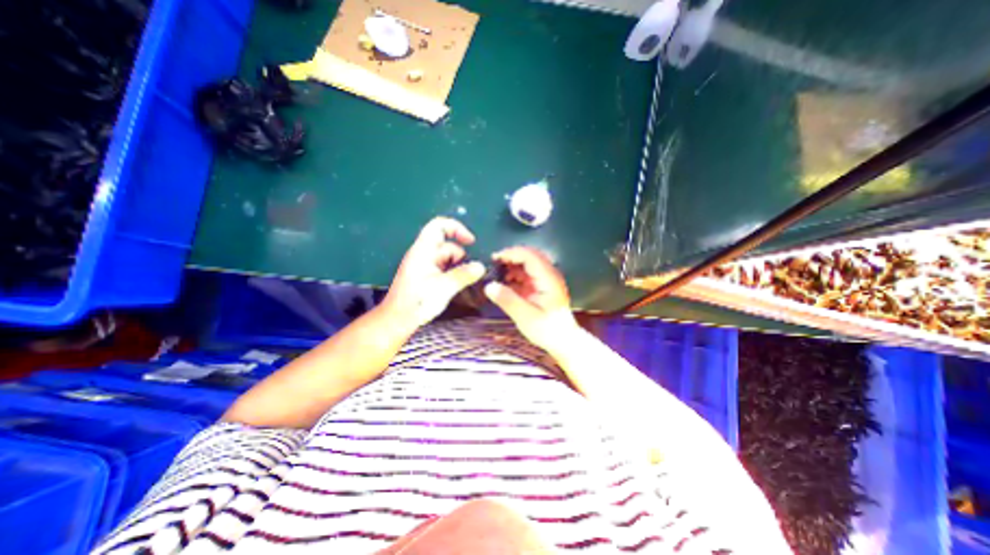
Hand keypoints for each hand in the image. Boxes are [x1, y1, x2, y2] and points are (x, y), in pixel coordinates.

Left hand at [380, 217, 485, 329]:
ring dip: (458, 268)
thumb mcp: (444, 287)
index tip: (471, 242)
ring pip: (447, 258)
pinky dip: (452, 274)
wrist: (397, 320)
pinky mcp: (426, 276)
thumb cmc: (417, 302)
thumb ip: (463, 275)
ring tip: (462, 284)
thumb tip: (481, 267)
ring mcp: (424, 265)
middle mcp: (423, 254)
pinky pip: (443, 268)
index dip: (456, 228)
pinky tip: (456, 287)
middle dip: (461, 257)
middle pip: (447, 245)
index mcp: (423, 250)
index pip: (439, 225)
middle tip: (468, 275)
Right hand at [483, 246, 582, 351]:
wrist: (563, 340)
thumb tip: (489, 286)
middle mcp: (549, 274)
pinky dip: (516, 274)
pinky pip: (528, 273)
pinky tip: (505, 283)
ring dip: (512, 265)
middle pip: (530, 255)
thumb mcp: (525, 317)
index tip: (495, 259)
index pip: (530, 256)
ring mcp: (546, 279)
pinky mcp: (542, 285)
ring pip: (528, 263)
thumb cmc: (547, 330)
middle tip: (493, 264)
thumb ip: (508, 300)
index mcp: (548, 279)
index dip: (512, 253)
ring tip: (497, 274)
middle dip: (511, 257)